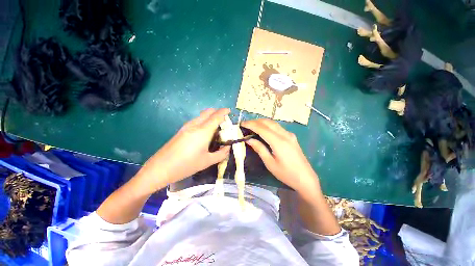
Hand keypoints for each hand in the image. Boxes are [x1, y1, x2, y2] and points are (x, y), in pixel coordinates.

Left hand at [136, 108, 230, 192]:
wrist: (160, 168)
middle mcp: (195, 125)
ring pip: (201, 115)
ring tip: (216, 127)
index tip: (230, 111)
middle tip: (224, 120)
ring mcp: (186, 126)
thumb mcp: (207, 161)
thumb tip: (228, 148)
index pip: (216, 116)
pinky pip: (196, 120)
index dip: (224, 112)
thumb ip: (221, 154)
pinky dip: (204, 121)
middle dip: (217, 112)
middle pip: (208, 112)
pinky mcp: (181, 130)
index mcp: (203, 131)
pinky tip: (205, 132)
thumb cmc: (186, 165)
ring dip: (210, 116)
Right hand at [241, 119, 320, 199]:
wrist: (306, 178)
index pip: (262, 128)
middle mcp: (285, 135)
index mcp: (279, 142)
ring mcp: (289, 135)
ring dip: (262, 122)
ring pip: (273, 123)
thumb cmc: (286, 174)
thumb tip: (249, 139)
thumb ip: (259, 149)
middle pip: (268, 122)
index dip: (251, 124)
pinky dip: (268, 126)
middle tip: (246, 125)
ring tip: (252, 126)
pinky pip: (278, 127)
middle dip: (256, 121)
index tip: (242, 123)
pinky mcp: (291, 137)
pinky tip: (264, 130)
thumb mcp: (270, 163)